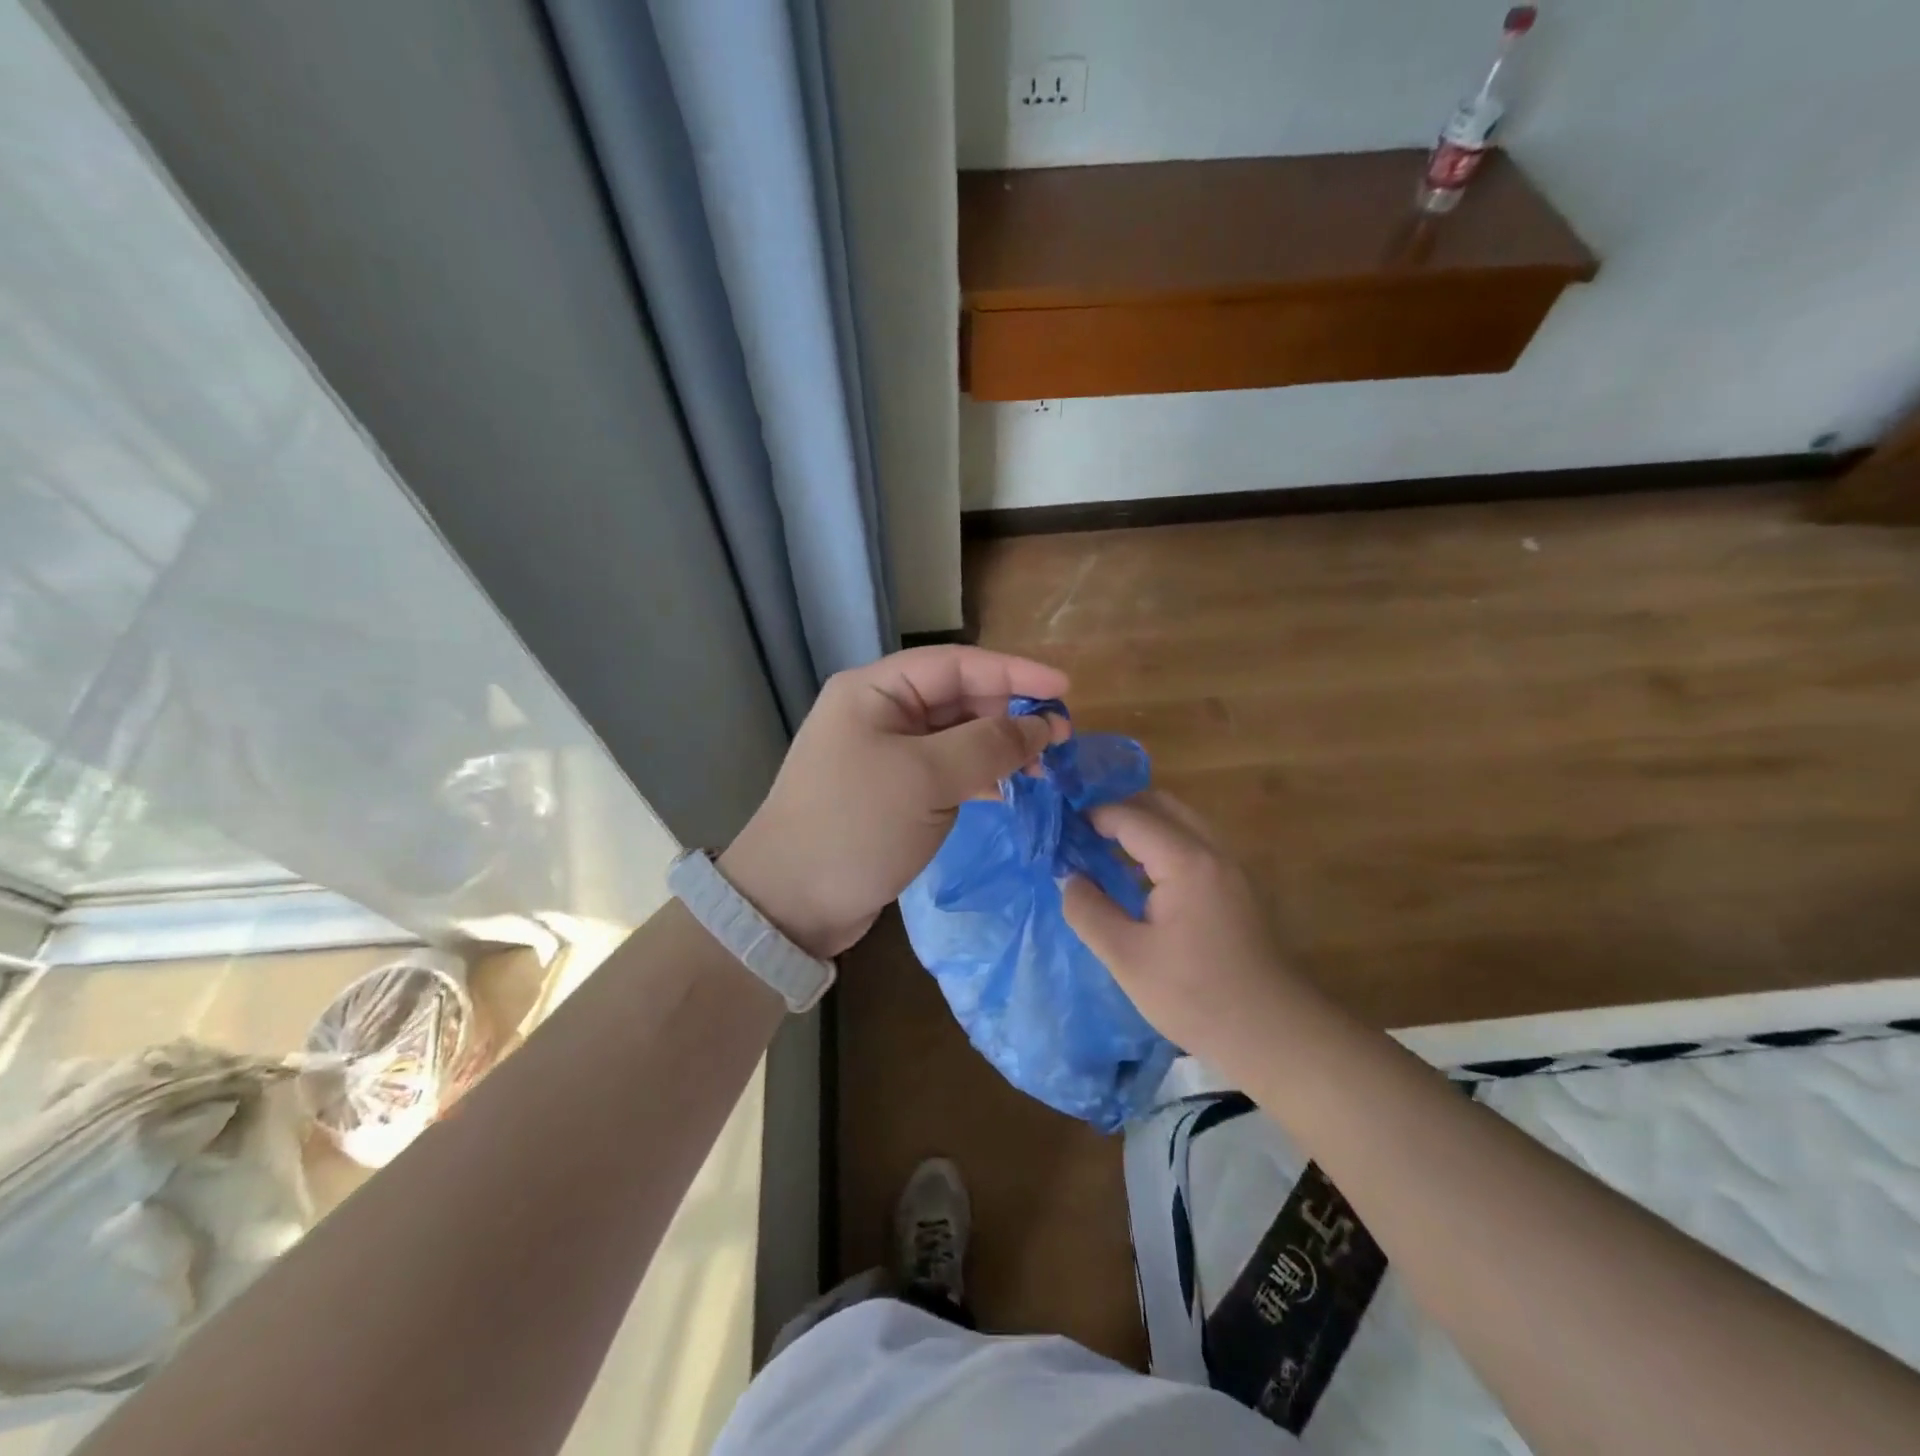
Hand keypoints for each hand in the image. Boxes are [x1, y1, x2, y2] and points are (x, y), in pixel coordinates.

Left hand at [720, 646, 1068, 958]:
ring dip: (999, 748)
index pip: (957, 664)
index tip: (1065, 690)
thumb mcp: (926, 779)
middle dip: (1010, 715)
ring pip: (956, 737)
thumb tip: (1042, 727)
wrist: (790, 904)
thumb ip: (989, 745)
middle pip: (958, 698)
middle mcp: (880, 713)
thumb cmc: (855, 826)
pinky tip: (1008, 791)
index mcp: (876, 690)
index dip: (1014, 673)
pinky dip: (979, 777)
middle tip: (1060, 740)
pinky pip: (946, 771)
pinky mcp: (893, 793)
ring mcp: (885, 754)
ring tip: (1043, 770)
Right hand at [1061, 790, 1298, 1061]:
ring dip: (1142, 826)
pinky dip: (1161, 845)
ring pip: (1181, 823)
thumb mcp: (1127, 958)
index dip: (1092, 816)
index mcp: (1187, 862)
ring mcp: (1230, 869)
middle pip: (1162, 805)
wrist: (1274, 1035)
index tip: (1059, 828)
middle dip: (1119, 809)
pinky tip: (1137, 878)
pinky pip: (1193, 846)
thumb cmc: (1196, 996)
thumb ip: (1089, 910)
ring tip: (1102, 850)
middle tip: (1081, 831)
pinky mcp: (1237, 889)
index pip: (1131, 817)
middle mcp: (1213, 852)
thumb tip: (1068, 877)